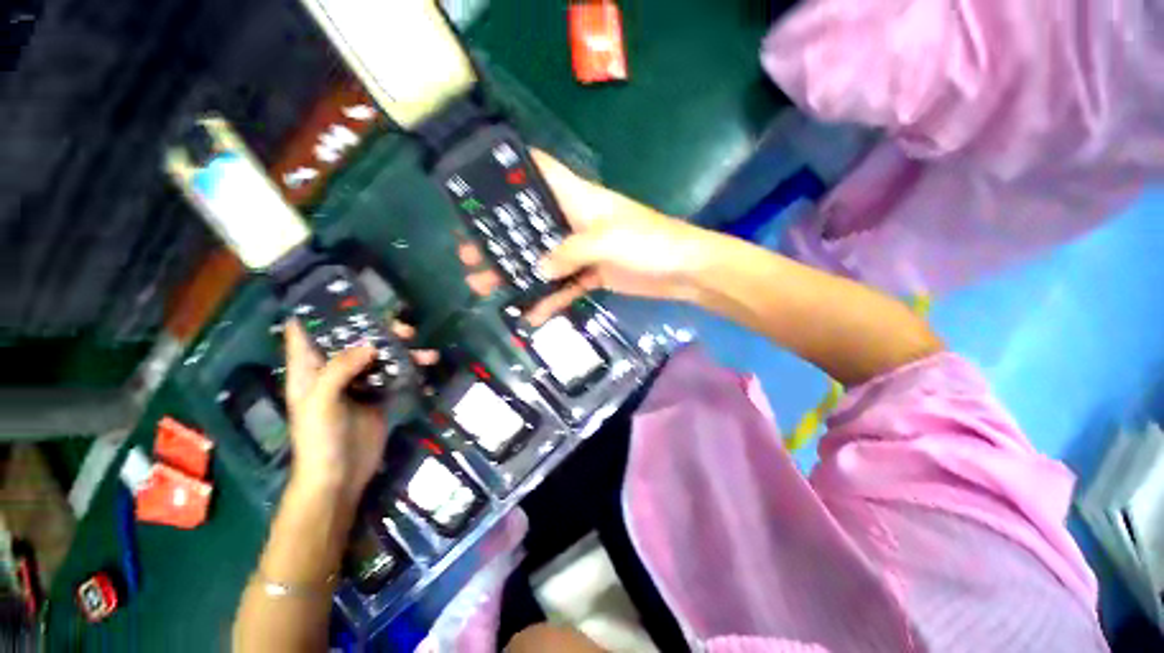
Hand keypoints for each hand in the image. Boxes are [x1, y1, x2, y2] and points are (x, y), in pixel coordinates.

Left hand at [282, 320, 436, 503]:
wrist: (341, 476)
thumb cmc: (319, 440)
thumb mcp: (320, 403)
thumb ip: (339, 370)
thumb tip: (370, 346)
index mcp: (309, 369)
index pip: (306, 332)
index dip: (320, 311)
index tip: (345, 296)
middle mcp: (333, 371)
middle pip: (354, 340)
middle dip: (378, 330)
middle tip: (403, 330)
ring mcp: (359, 383)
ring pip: (381, 356)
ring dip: (402, 350)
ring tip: (425, 351)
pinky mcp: (379, 396)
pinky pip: (395, 374)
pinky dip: (410, 368)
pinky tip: (427, 367)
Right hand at [464, 151, 706, 325]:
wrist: (683, 271)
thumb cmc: (648, 242)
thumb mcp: (606, 240)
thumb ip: (568, 252)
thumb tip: (537, 270)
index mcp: (577, 199)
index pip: (541, 172)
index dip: (512, 170)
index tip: (478, 183)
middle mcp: (575, 221)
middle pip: (531, 225)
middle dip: (501, 238)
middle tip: (469, 253)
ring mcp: (582, 251)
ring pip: (543, 260)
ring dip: (517, 274)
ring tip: (484, 286)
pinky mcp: (591, 275)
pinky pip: (564, 287)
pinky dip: (549, 300)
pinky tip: (530, 315)